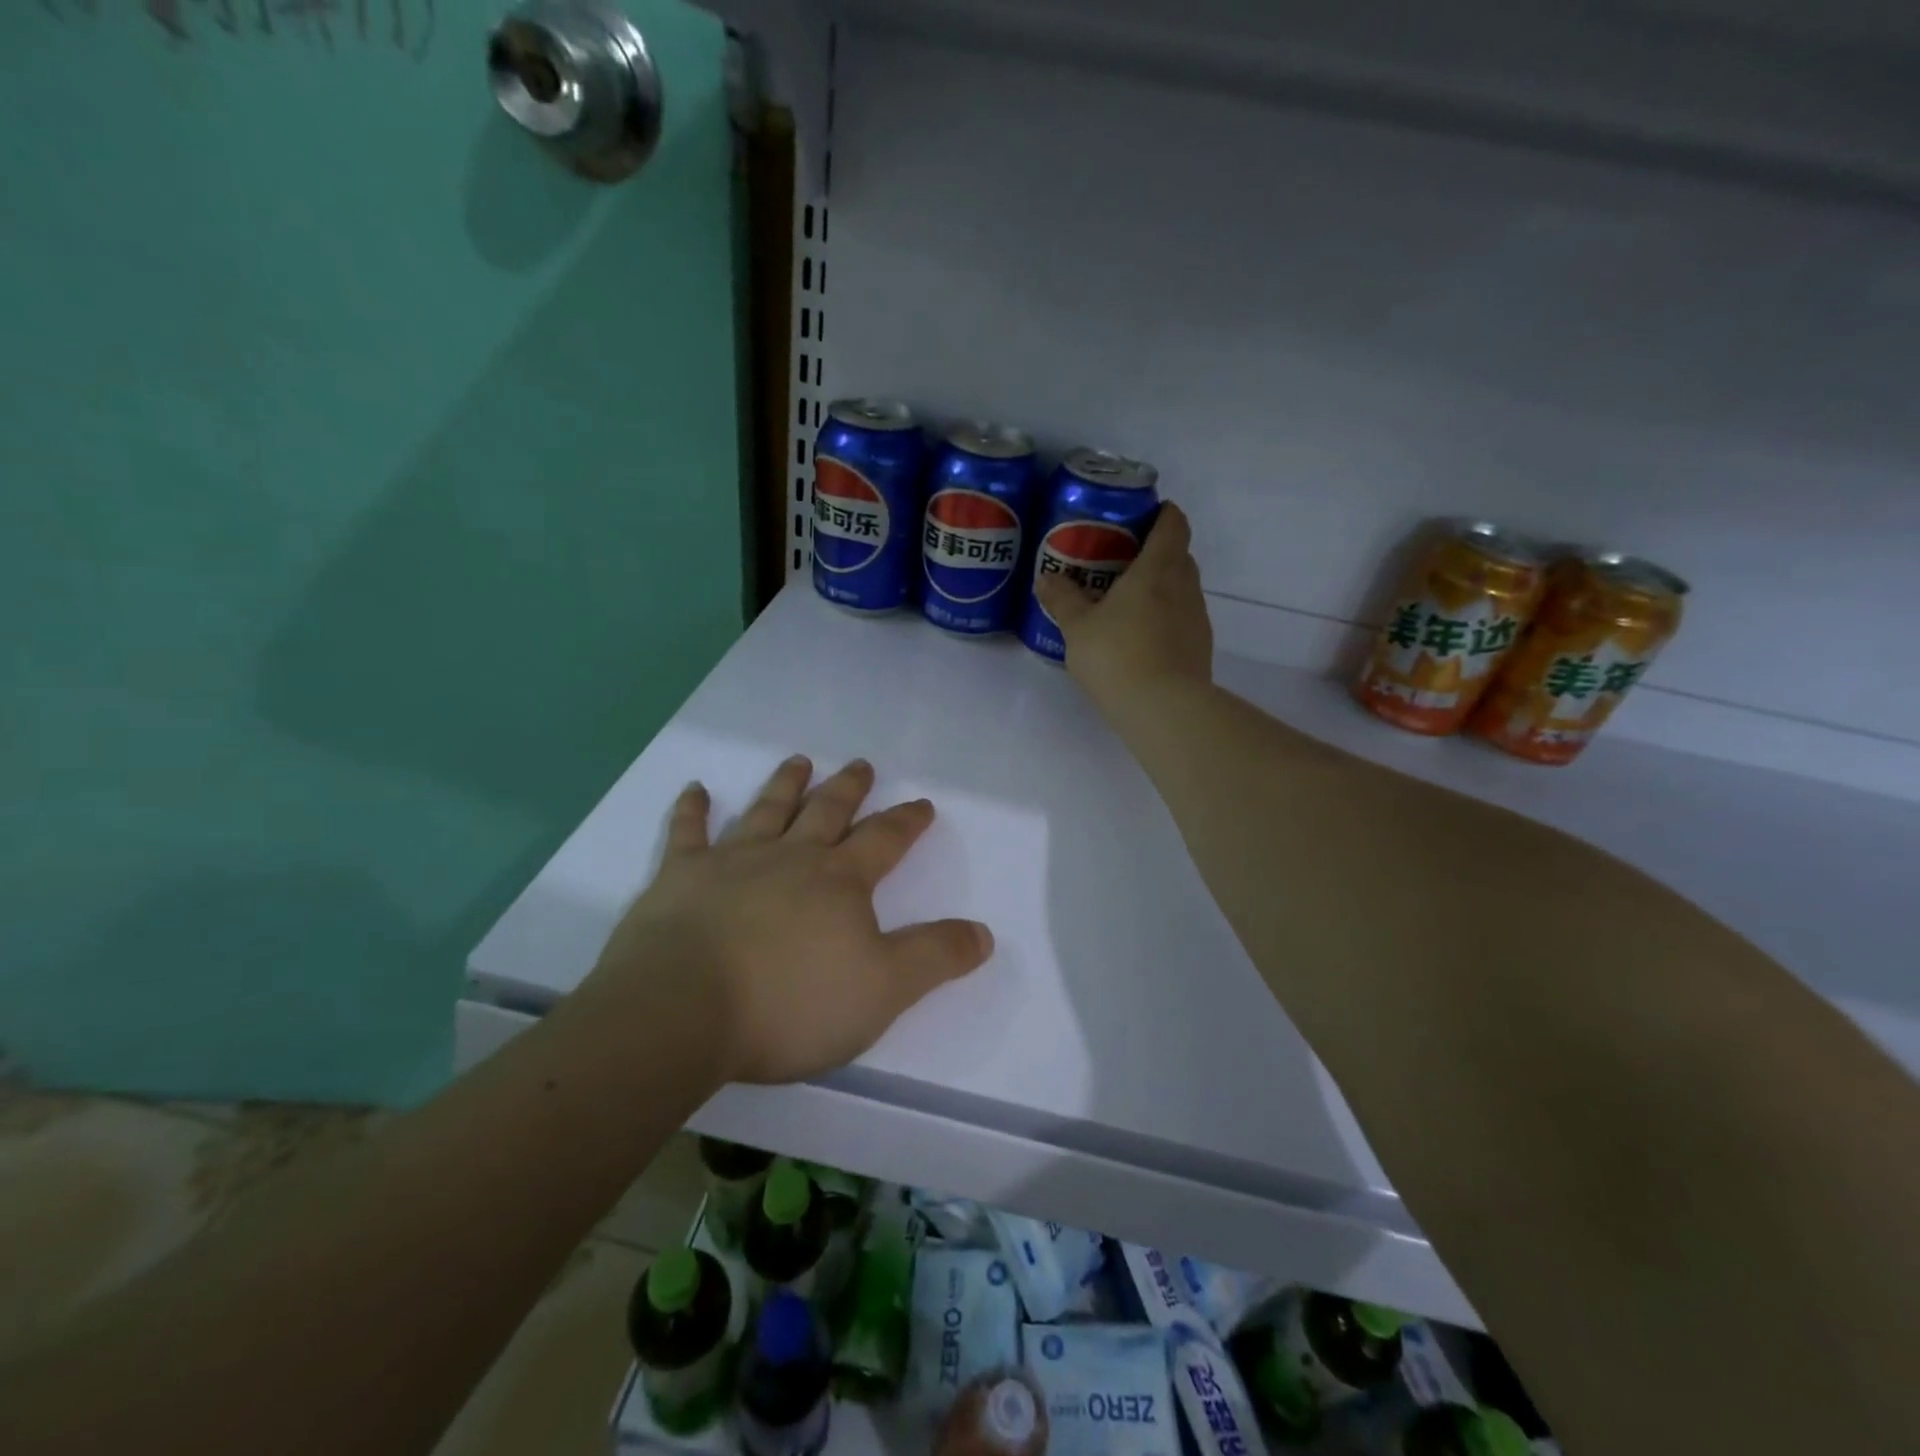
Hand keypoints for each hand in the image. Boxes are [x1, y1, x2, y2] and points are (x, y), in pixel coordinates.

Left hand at [580, 756, 993, 1085]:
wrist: (684, 1011)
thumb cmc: (792, 1003)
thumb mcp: (884, 989)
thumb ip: (935, 957)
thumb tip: (983, 932)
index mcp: (840, 881)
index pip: (884, 841)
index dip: (906, 822)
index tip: (922, 803)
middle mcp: (790, 858)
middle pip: (827, 812)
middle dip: (849, 788)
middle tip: (861, 764)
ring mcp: (732, 862)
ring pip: (767, 811)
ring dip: (785, 785)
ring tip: (799, 761)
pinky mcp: (680, 878)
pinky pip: (687, 834)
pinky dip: (692, 811)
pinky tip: (695, 790)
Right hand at [1033, 501, 1213, 707]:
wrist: (1164, 709)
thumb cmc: (1118, 655)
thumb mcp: (1078, 627)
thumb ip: (1062, 599)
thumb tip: (1046, 578)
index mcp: (1157, 569)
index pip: (1173, 524)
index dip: (1164, 513)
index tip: (1147, 511)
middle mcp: (1184, 586)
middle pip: (1179, 555)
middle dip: (1156, 551)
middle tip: (1123, 559)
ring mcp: (1197, 618)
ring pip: (1182, 589)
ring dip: (1161, 587)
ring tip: (1128, 601)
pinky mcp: (1199, 647)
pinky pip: (1182, 619)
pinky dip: (1165, 617)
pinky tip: (1140, 637)